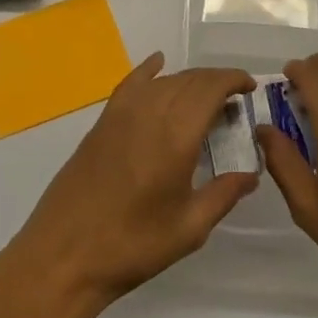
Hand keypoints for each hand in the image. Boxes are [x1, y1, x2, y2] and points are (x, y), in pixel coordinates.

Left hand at [6, 53, 257, 308]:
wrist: (65, 253)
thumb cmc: (133, 245)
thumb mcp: (189, 228)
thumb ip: (224, 194)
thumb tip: (251, 173)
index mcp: (176, 135)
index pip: (210, 89)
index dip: (232, 80)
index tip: (249, 88)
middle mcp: (150, 113)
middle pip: (188, 80)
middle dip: (215, 82)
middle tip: (233, 101)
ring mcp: (121, 114)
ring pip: (163, 80)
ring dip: (188, 81)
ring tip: (205, 98)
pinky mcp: (102, 122)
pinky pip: (131, 83)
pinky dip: (148, 70)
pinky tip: (157, 63)